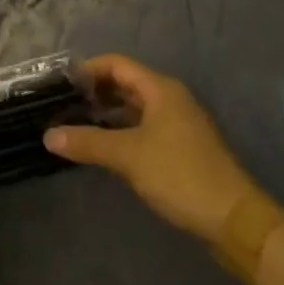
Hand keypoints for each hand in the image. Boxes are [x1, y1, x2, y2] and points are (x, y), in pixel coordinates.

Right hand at [44, 54, 259, 242]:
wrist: (235, 220)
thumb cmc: (180, 175)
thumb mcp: (128, 156)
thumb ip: (88, 142)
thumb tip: (49, 136)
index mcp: (161, 89)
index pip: (117, 64)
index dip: (88, 69)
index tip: (61, 84)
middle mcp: (171, 99)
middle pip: (126, 83)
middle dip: (95, 92)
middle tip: (63, 105)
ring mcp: (179, 125)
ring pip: (135, 108)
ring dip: (107, 114)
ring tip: (77, 125)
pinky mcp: (182, 149)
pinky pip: (144, 128)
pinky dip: (122, 131)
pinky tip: (104, 148)